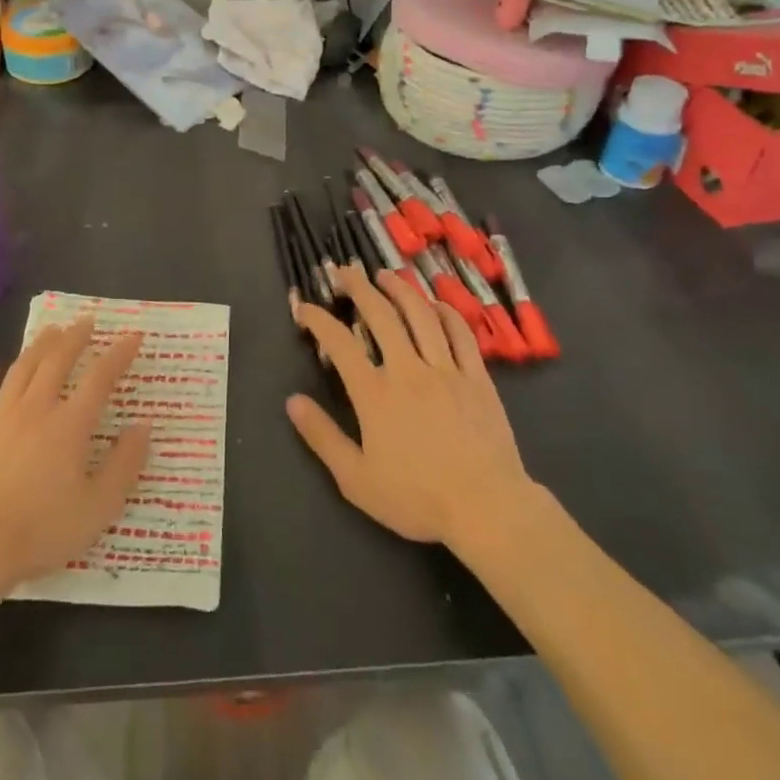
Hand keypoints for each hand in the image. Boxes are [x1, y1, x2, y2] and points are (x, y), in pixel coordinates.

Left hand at [0, 319, 151, 597]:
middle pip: (57, 361)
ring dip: (38, 346)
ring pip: (21, 369)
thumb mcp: (97, 509)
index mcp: (69, 425)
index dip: (119, 354)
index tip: (133, 336)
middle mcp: (35, 408)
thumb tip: (143, 426)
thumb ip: (124, 465)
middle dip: (75, 338)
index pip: (100, 378)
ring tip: (51, 331)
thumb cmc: (40, 531)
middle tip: (86, 321)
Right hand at [286, 263, 535, 552]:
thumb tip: (292, 402)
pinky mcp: (477, 378)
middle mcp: (408, 370)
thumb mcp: (356, 479)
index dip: (318, 319)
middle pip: (380, 314)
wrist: (487, 508)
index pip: (339, 342)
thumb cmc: (417, 498)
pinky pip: (460, 334)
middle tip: (345, 271)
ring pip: (420, 315)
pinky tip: (435, 304)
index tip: (304, 307)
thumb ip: (323, 437)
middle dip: (358, 287)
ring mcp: (446, 370)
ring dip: (400, 289)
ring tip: (386, 275)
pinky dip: (445, 313)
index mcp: (375, 393)